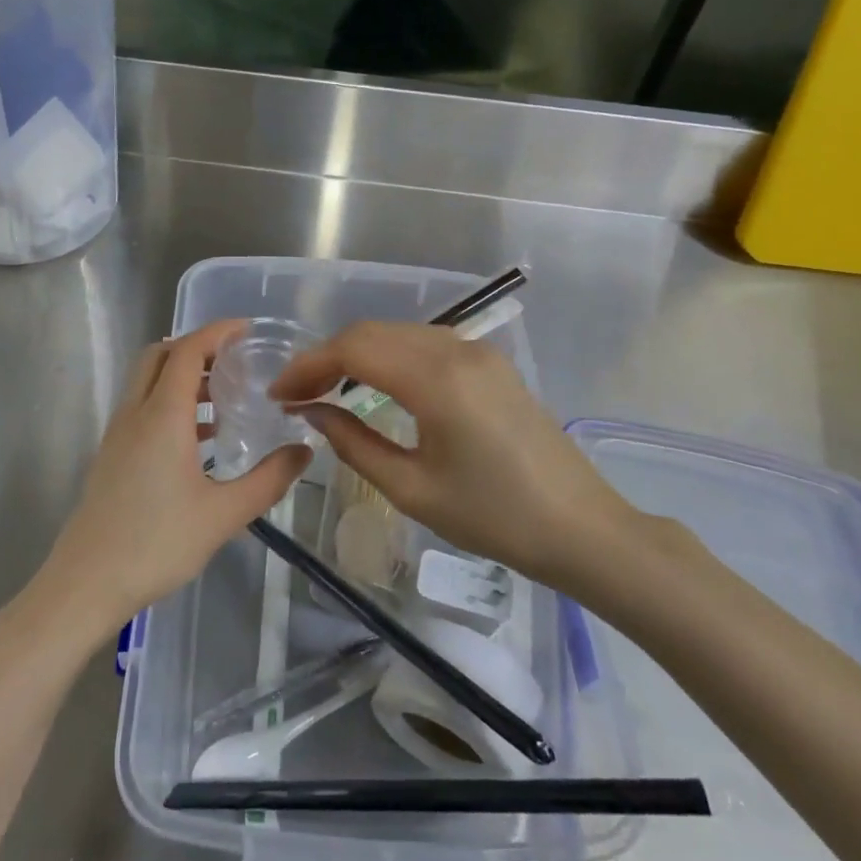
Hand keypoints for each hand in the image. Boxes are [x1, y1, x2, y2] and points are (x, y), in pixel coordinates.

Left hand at [28, 321, 310, 644]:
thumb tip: (304, 451)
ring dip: (181, 377)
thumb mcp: (223, 515)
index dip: (216, 332)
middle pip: (159, 357)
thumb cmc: (157, 544)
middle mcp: (135, 414)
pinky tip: (198, 440)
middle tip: (233, 360)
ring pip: (146, 383)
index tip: (246, 328)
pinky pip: (141, 410)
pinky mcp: (110, 456)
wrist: (86, 583)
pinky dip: (169, 404)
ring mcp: (117, 435)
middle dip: (195, 347)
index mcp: (162, 416)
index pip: (187, 351)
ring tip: (222, 397)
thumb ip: (268, 480)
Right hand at [269, 321, 679, 607]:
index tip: (279, 394)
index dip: (308, 366)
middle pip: (372, 332)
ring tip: (326, 389)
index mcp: (436, 381)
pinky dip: (388, 355)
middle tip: (296, 393)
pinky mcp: (490, 363)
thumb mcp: (412, 488)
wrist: (581, 527)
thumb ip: (353, 443)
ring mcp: (478, 352)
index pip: (353, 349)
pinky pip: (424, 343)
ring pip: (398, 333)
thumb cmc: (494, 518)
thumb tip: (313, 413)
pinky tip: (374, 383)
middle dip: (326, 356)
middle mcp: (456, 350)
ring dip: (356, 353)